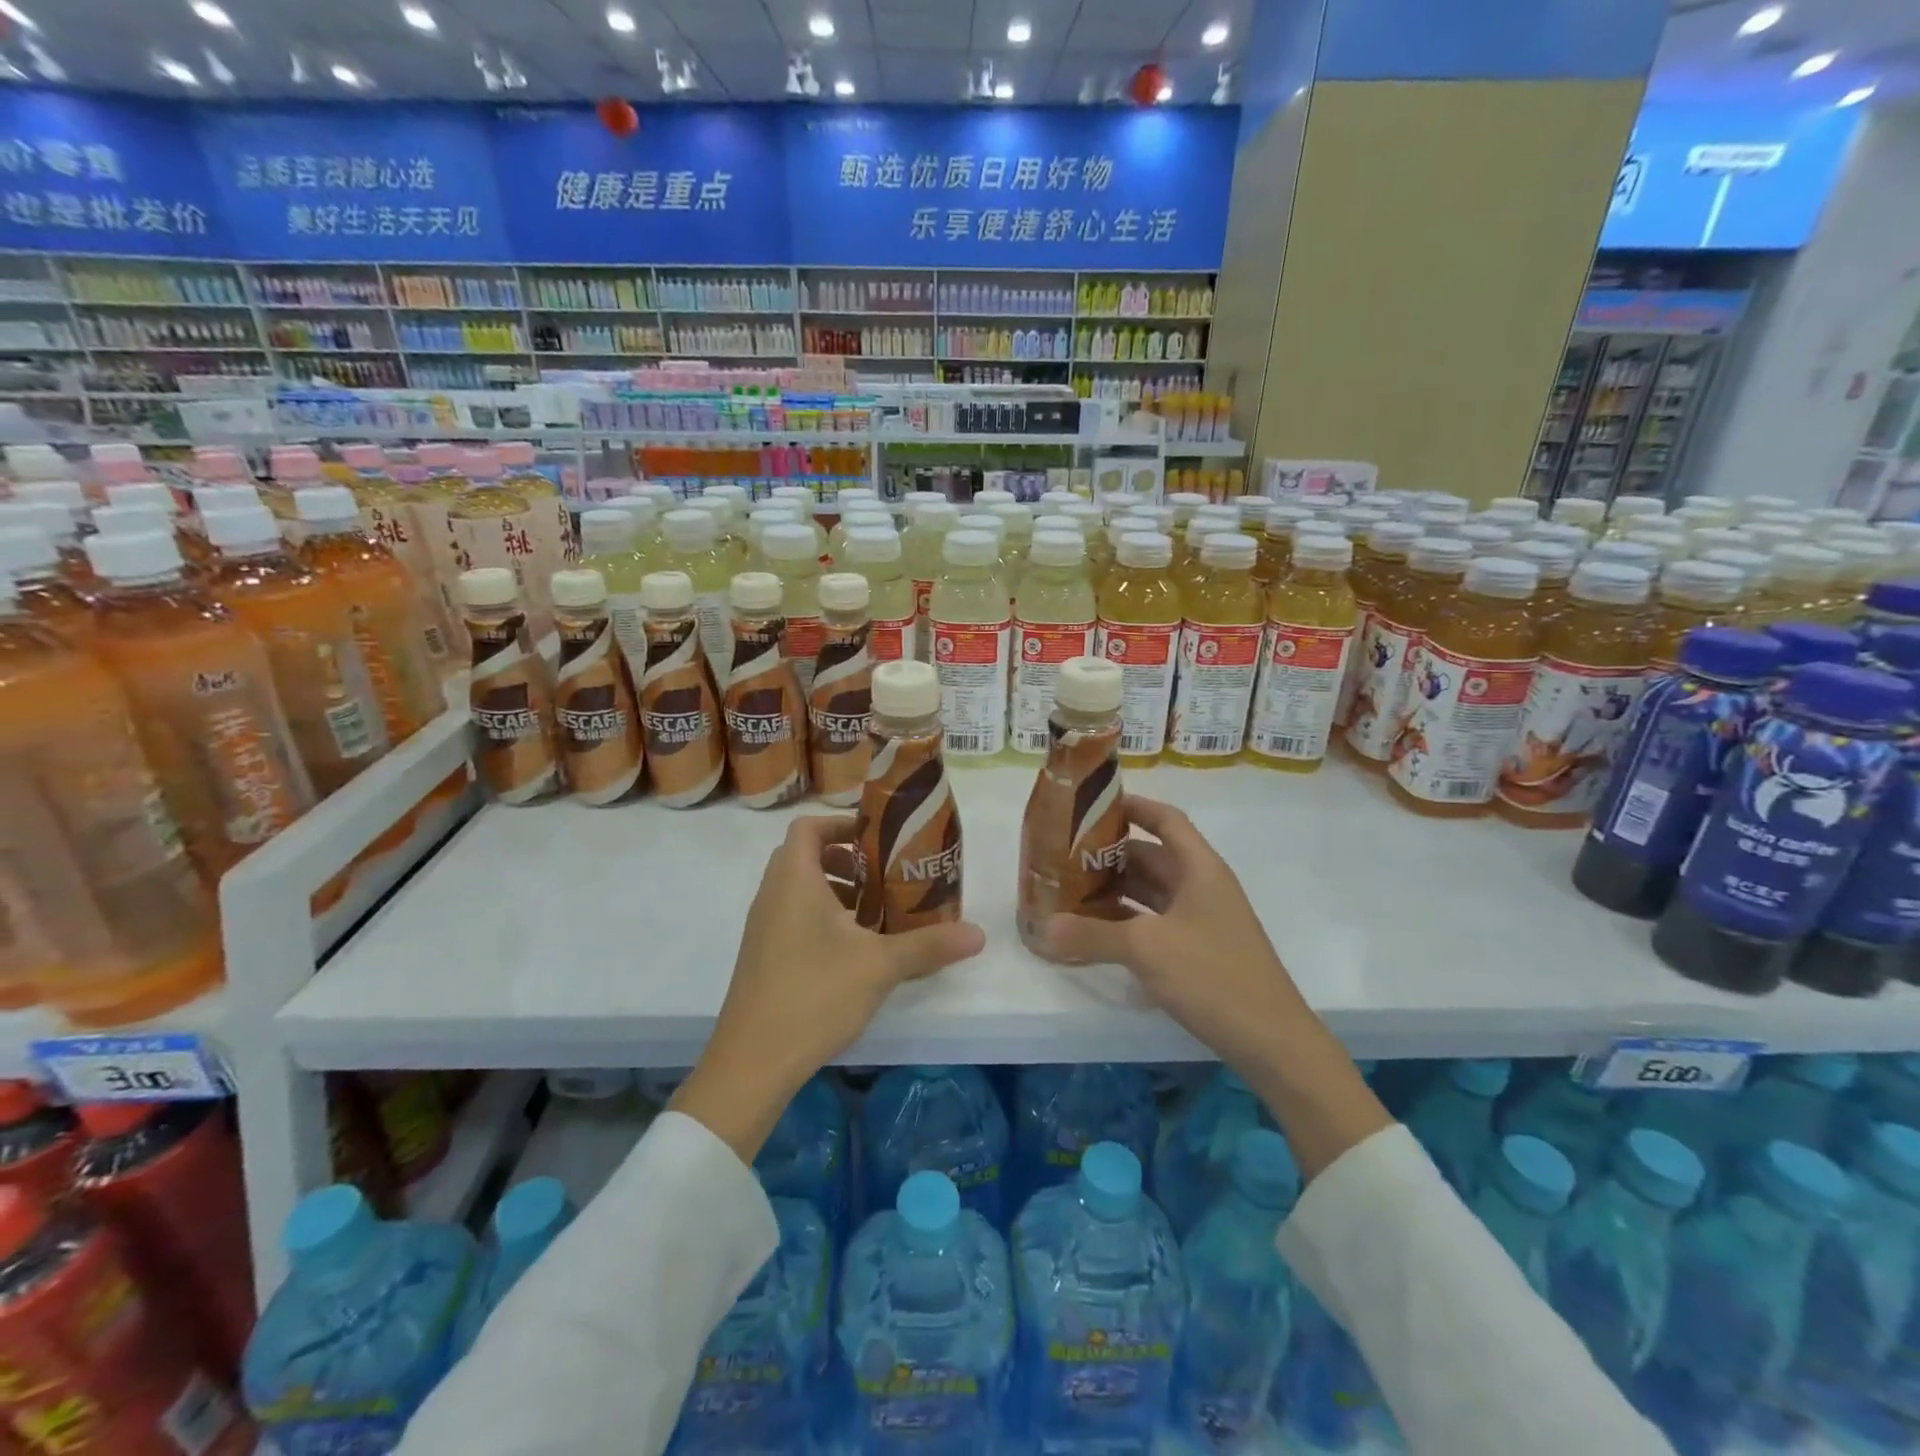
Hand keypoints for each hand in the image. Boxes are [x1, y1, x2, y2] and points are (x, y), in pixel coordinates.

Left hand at [671, 814, 985, 1162]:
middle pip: (806, 856)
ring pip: (800, 890)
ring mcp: (763, 927)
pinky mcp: (763, 956)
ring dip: (837, 892)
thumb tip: (978, 935)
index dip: (842, 824)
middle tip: (885, 876)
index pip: (809, 827)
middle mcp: (772, 895)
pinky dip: (823, 918)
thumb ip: (929, 945)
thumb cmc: (815, 994)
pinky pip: (793, 917)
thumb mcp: (880, 965)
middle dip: (848, 860)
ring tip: (877, 913)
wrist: (752, 1062)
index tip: (878, 839)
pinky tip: (855, 951)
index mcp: (794, 880)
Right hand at [1038, 795, 1387, 1178]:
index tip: (1093, 805)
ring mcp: (1202, 919)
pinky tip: (1096, 931)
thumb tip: (1044, 928)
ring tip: (1071, 890)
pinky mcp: (1198, 949)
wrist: (1272, 1041)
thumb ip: (1093, 936)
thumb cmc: (1213, 975)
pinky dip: (1127, 920)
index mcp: (1200, 868)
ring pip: (1152, 891)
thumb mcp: (1147, 950)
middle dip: (1110, 854)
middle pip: (1152, 856)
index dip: (1133, 807)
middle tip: (1065, 856)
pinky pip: (1155, 921)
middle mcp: (1202, 886)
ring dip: (1116, 889)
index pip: (1166, 820)